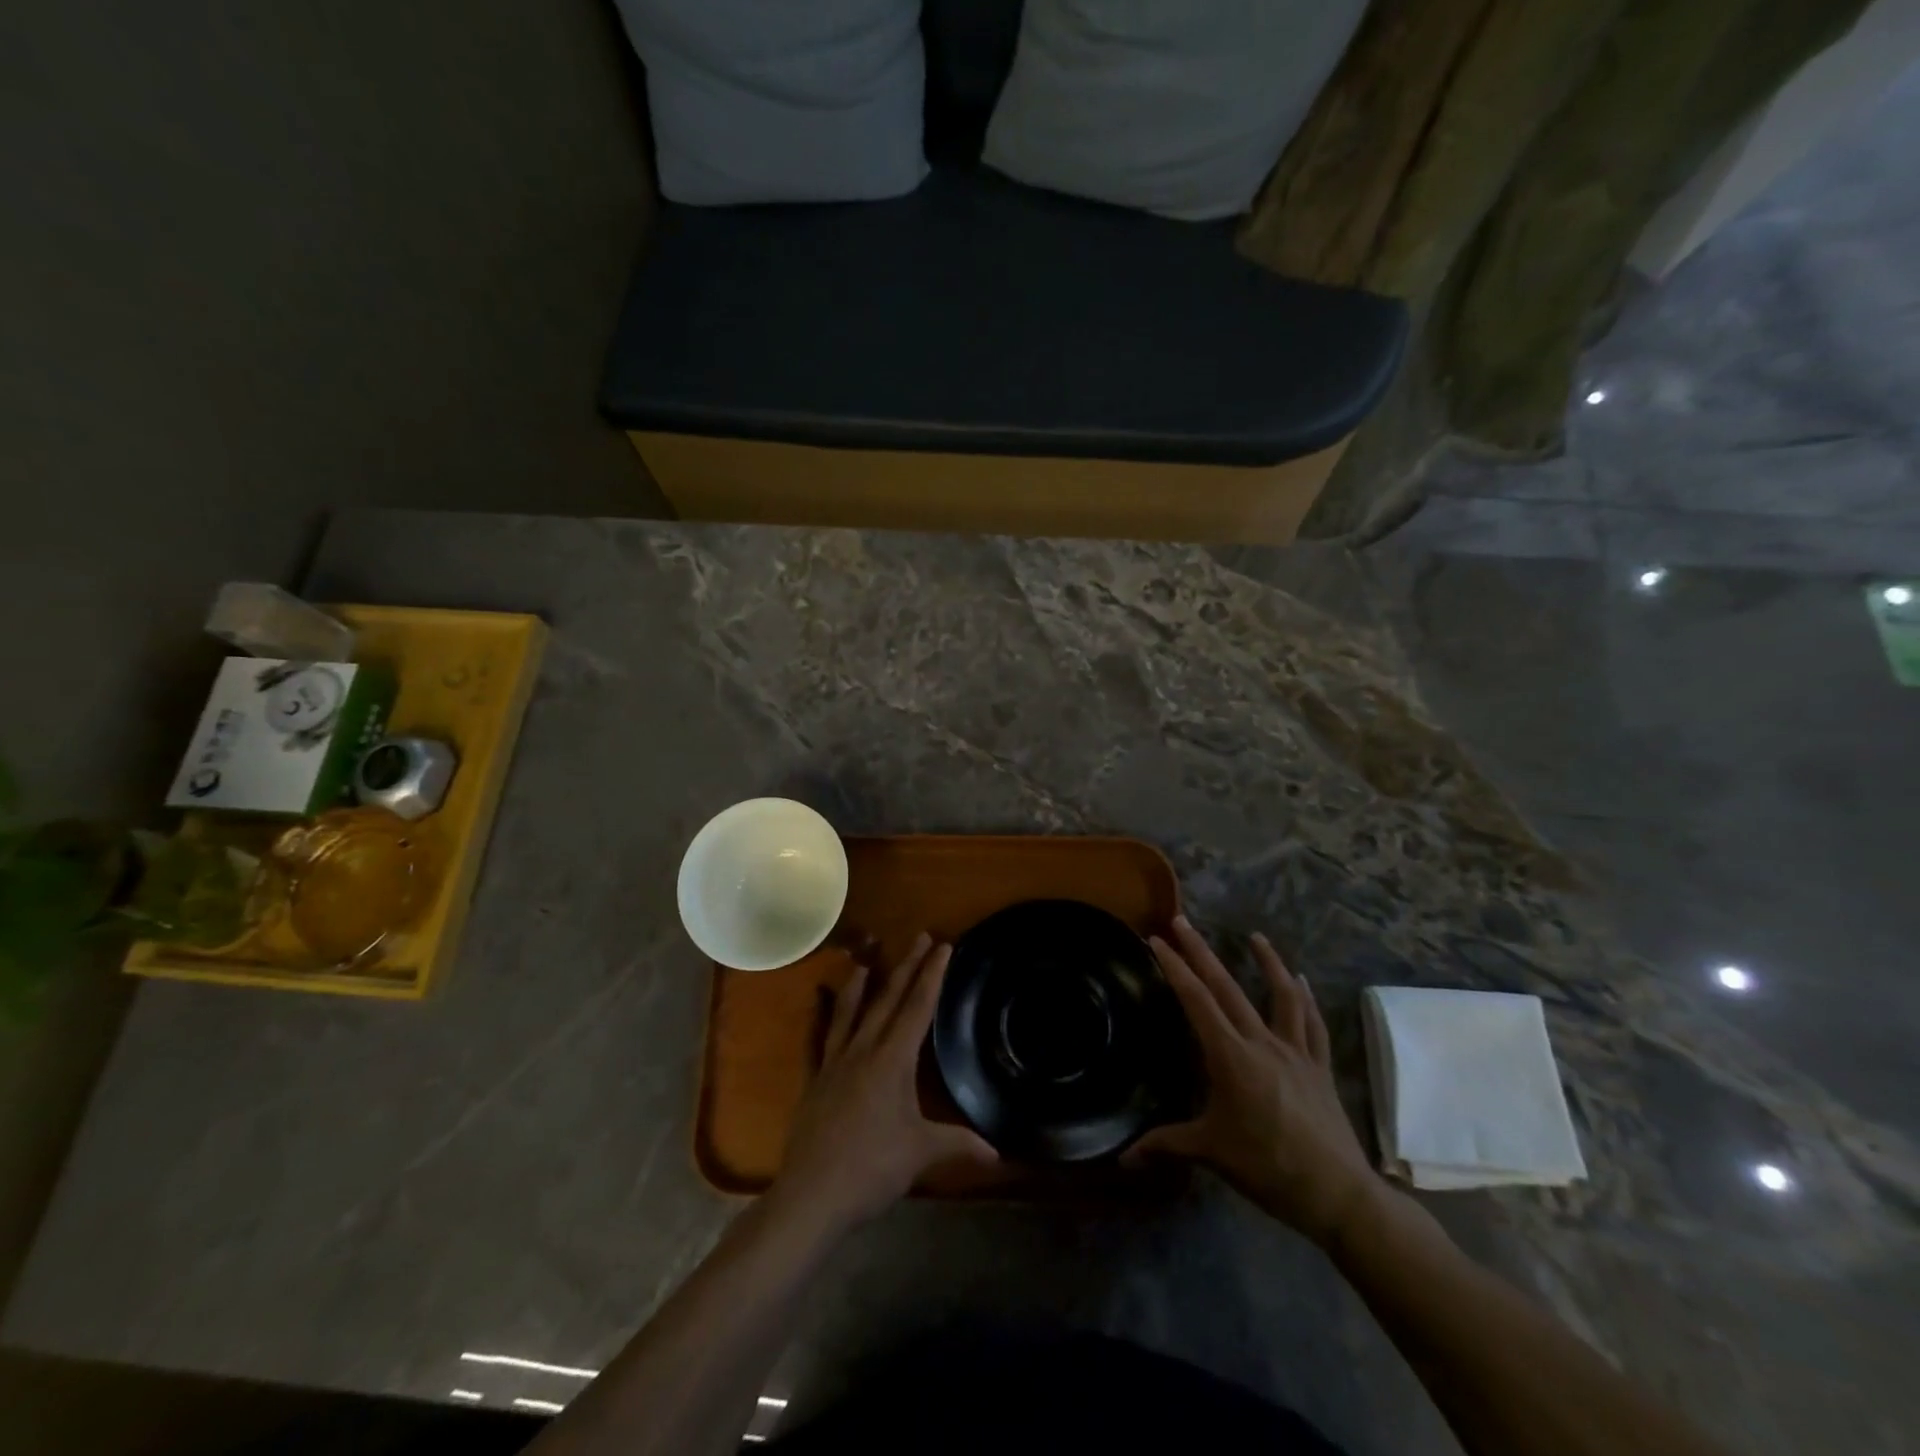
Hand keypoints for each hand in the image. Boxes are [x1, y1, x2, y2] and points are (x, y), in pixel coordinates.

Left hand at [768, 934, 996, 1235]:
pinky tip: (815, 1002)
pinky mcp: (814, 1081)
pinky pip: (816, 1040)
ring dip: (861, 985)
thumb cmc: (871, 1169)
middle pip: (887, 1000)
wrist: (810, 1196)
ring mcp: (833, 1063)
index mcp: (891, 1060)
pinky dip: (817, 1018)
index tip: (943, 946)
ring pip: (849, 1012)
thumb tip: (999, 1153)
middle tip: (920, 937)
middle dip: (907, 967)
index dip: (932, 975)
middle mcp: (862, 1051)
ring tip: (866, 960)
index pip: (917, 1008)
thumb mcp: (920, 1154)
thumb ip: (958, 1144)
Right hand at [1124, 918, 1380, 1246]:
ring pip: (1281, 996)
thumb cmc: (1268, 1168)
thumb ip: (1165, 1145)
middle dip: (1202, 952)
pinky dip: (1306, 999)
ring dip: (1268, 962)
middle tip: (1182, 921)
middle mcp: (1262, 1043)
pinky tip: (1302, 981)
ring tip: (1256, 936)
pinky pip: (1313, 1025)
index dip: (1175, 968)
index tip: (1157, 940)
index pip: (1196, 1001)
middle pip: (1227, 988)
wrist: (1338, 1194)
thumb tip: (1122, 1157)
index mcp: (1231, 1057)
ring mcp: (1295, 1052)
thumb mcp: (1211, 1153)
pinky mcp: (1319, 1067)